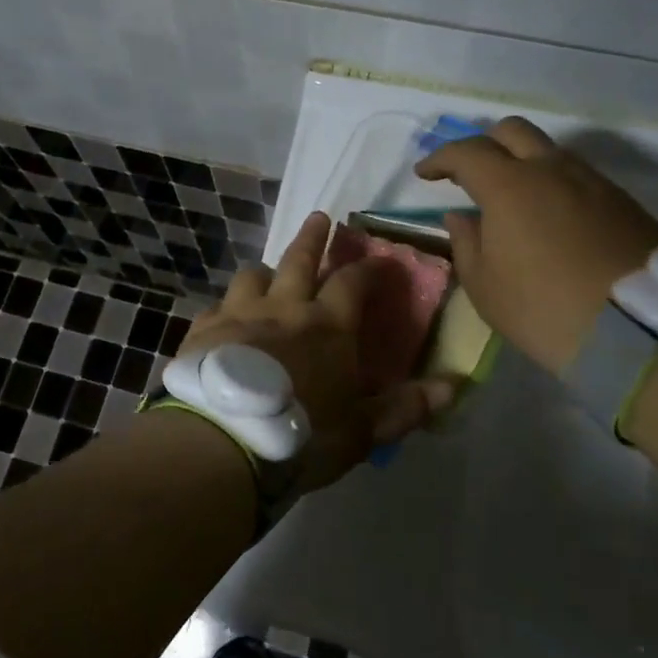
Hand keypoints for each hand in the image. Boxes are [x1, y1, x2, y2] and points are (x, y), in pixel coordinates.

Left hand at [175, 211, 455, 494]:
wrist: (223, 439)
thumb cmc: (301, 435)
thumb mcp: (361, 431)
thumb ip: (405, 408)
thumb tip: (454, 387)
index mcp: (328, 325)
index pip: (353, 282)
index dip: (369, 268)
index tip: (380, 260)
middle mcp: (284, 307)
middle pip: (299, 259)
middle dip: (313, 237)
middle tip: (319, 217)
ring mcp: (239, 314)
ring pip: (252, 276)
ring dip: (265, 272)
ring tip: (268, 274)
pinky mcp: (203, 330)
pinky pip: (216, 307)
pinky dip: (226, 308)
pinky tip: (224, 319)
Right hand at [416, 117, 657, 371]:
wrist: (637, 330)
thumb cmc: (542, 308)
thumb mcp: (485, 286)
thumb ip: (466, 242)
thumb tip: (461, 216)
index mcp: (509, 185)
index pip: (466, 152)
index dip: (440, 159)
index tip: (425, 174)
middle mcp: (552, 169)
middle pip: (512, 130)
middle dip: (483, 143)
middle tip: (468, 172)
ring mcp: (594, 182)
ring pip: (550, 151)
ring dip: (523, 162)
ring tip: (512, 197)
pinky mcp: (624, 201)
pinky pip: (579, 177)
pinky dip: (555, 184)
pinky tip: (551, 216)